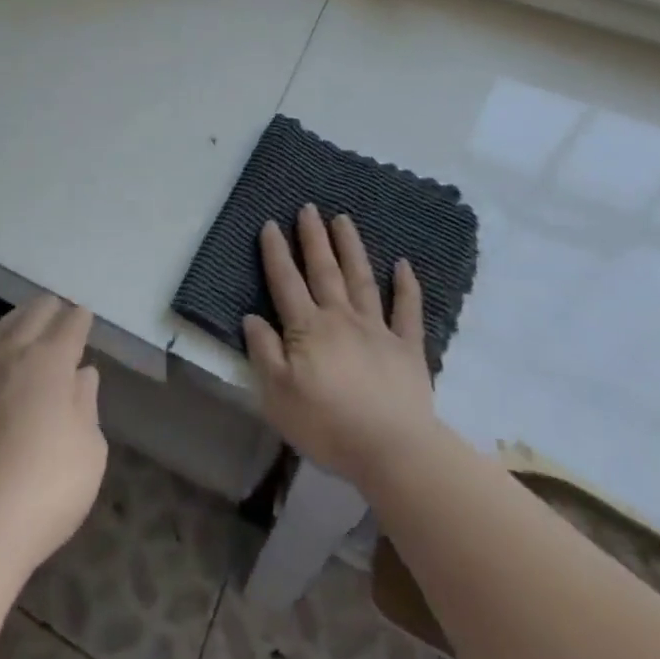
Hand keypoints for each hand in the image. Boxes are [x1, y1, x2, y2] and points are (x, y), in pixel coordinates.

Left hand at [0, 295, 107, 582]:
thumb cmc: (42, 494)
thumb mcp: (88, 454)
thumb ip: (86, 407)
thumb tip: (81, 375)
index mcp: (50, 364)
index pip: (70, 328)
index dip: (79, 319)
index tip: (84, 314)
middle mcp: (11, 358)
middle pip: (31, 318)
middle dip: (48, 308)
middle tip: (56, 305)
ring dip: (10, 320)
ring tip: (20, 315)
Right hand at [242, 206, 436, 489]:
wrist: (393, 451)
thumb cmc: (327, 425)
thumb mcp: (278, 395)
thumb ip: (263, 352)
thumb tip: (252, 317)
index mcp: (308, 329)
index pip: (286, 282)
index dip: (276, 253)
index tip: (270, 224)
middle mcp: (341, 318)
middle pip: (324, 270)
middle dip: (314, 237)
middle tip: (308, 207)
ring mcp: (377, 330)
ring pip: (361, 279)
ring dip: (351, 247)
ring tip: (343, 219)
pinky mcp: (407, 349)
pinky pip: (407, 311)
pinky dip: (406, 286)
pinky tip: (403, 264)